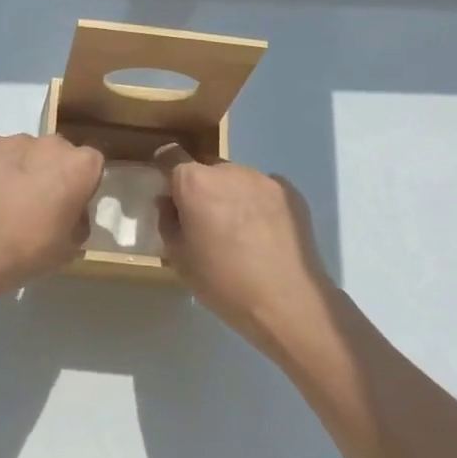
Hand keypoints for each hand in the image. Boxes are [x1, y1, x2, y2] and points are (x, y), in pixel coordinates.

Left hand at [0, 134, 104, 298]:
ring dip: (21, 169)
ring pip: (25, 152)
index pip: (92, 164)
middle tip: (37, 204)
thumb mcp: (69, 248)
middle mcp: (50, 144)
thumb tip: (72, 214)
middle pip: (57, 153)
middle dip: (51, 172)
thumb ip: (78, 222)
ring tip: (4, 201)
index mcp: (80, 166)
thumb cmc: (28, 251)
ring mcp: (13, 140)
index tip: (70, 206)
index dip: (82, 184)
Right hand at [154, 146, 337, 363]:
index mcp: (195, 182)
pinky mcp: (291, 192)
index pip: (171, 156)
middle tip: (205, 222)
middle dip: (201, 189)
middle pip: (206, 170)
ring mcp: (263, 179)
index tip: (167, 189)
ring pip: (236, 179)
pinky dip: (257, 204)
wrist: (286, 301)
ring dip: (230, 195)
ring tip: (239, 231)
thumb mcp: (178, 257)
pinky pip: (262, 190)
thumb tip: (170, 202)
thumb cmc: (222, 281)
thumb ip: (168, 220)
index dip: (165, 169)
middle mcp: (228, 170)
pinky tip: (263, 233)